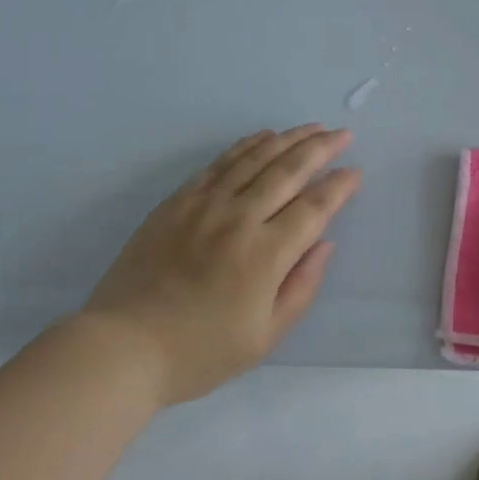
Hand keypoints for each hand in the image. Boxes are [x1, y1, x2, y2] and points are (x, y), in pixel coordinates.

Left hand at [85, 124, 362, 405]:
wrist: (123, 347)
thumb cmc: (199, 352)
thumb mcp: (263, 337)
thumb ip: (301, 287)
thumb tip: (325, 244)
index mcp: (266, 255)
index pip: (314, 207)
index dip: (339, 186)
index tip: (355, 172)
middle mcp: (240, 219)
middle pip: (289, 171)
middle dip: (321, 149)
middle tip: (343, 134)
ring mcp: (205, 205)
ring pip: (256, 158)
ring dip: (289, 139)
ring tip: (312, 127)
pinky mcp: (178, 201)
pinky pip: (220, 163)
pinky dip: (246, 146)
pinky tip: (263, 137)